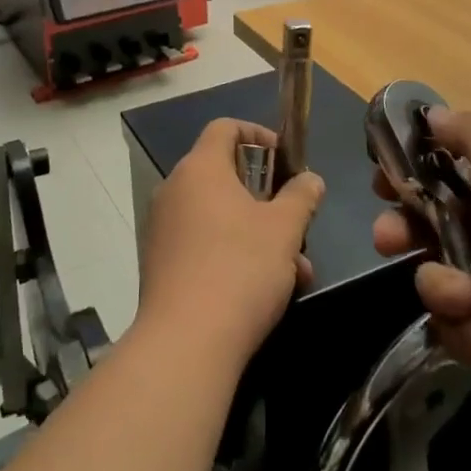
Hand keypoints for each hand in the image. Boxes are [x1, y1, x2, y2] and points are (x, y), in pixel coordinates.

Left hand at [138, 119, 325, 369]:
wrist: (186, 343)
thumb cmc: (240, 269)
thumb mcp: (284, 229)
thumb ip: (300, 197)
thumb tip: (310, 179)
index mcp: (200, 168)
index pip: (225, 127)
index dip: (258, 134)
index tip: (285, 158)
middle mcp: (174, 188)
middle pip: (224, 175)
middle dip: (267, 198)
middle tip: (296, 223)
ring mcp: (162, 227)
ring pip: (218, 215)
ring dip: (258, 233)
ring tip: (295, 271)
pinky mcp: (160, 263)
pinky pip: (202, 242)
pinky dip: (233, 253)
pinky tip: (265, 291)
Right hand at [372, 108, 470, 411]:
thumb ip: (465, 130)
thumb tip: (436, 116)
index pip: (442, 169)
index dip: (408, 172)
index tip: (384, 180)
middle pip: (425, 223)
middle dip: (400, 230)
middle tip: (389, 238)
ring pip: (433, 276)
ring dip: (438, 285)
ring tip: (462, 297)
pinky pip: (454, 324)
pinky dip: (462, 326)